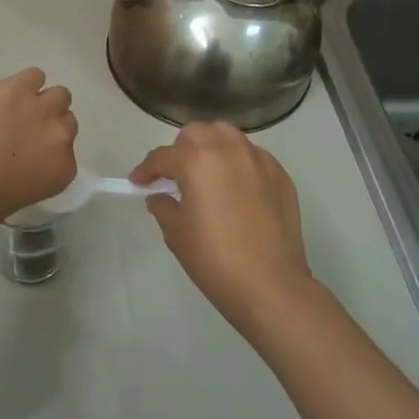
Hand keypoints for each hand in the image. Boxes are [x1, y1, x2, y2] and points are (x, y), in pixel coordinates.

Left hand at [0, 68, 78, 231]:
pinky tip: (7, 93)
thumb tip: (20, 172)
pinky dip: (24, 82)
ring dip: (42, 101)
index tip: (31, 154)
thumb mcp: (14, 202)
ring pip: (58, 95)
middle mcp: (60, 136)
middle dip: (48, 125)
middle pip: (66, 121)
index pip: (66, 154)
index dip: (47, 151)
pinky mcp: (18, 88)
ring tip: (17, 108)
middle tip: (23, 131)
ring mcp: (41, 108)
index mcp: (61, 170)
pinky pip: (34, 75)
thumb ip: (30, 181)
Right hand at [131, 122, 311, 334]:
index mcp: (197, 160)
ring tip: (207, 173)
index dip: (146, 169)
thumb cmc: (214, 259)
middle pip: (196, 133)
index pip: (162, 156)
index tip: (138, 182)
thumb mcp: (176, 233)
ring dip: (211, 148)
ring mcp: (258, 160)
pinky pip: (252, 156)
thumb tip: (161, 196)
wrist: (270, 285)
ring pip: (228, 136)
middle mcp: (228, 149)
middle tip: (175, 176)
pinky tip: (236, 188)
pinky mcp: (280, 175)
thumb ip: (163, 206)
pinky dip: (238, 163)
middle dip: (180, 150)